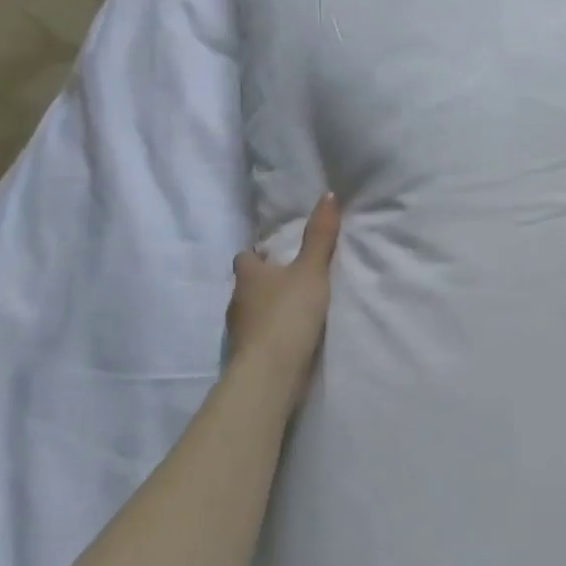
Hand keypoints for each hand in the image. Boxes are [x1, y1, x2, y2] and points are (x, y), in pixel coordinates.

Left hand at [226, 193, 341, 400]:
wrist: (271, 371)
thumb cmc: (288, 312)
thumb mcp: (312, 270)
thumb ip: (320, 236)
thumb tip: (327, 194)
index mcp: (248, 274)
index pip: (245, 257)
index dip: (258, 255)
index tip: (276, 255)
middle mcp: (237, 300)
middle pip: (248, 285)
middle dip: (265, 283)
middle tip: (292, 281)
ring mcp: (238, 331)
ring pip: (251, 312)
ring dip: (267, 311)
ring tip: (295, 311)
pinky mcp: (246, 357)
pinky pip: (258, 338)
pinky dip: (270, 335)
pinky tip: (290, 339)